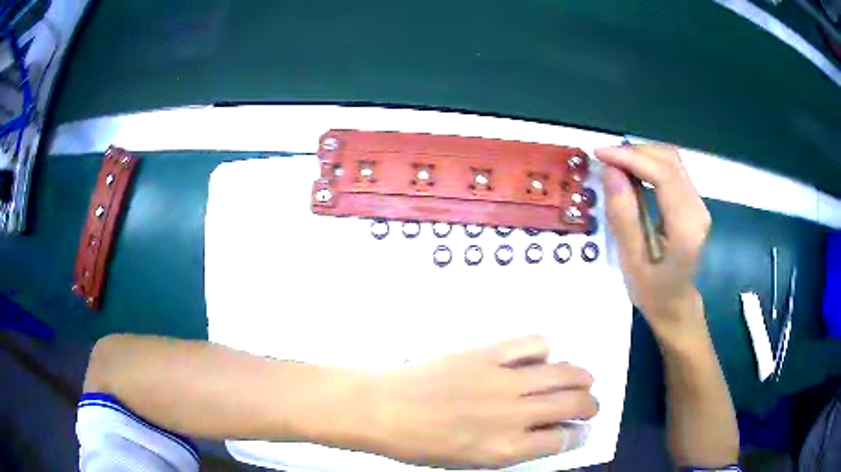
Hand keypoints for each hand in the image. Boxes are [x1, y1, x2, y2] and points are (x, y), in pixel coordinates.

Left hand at [368, 336, 596, 468]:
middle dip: (590, 405)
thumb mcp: (469, 461)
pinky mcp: (487, 353)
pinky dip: (544, 349)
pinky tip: (541, 357)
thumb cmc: (420, 444)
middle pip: (573, 404)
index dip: (578, 434)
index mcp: (506, 449)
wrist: (382, 409)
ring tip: (583, 378)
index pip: (562, 440)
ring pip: (563, 372)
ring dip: (580, 376)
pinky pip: (532, 344)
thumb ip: (511, 448)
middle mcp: (513, 415)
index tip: (580, 430)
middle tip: (591, 404)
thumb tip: (542, 433)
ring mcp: (502, 380)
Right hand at [594, 144, 710, 337]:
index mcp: (686, 227)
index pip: (663, 175)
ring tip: (614, 164)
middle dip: (635, 152)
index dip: (631, 157)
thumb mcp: (631, 261)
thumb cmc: (652, 291)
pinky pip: (672, 170)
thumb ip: (623, 216)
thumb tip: (611, 171)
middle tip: (604, 159)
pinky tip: (631, 172)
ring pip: (671, 160)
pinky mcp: (693, 202)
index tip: (600, 154)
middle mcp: (698, 208)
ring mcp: (698, 203)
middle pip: (669, 160)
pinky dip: (649, 164)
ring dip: (641, 155)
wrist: (676, 305)